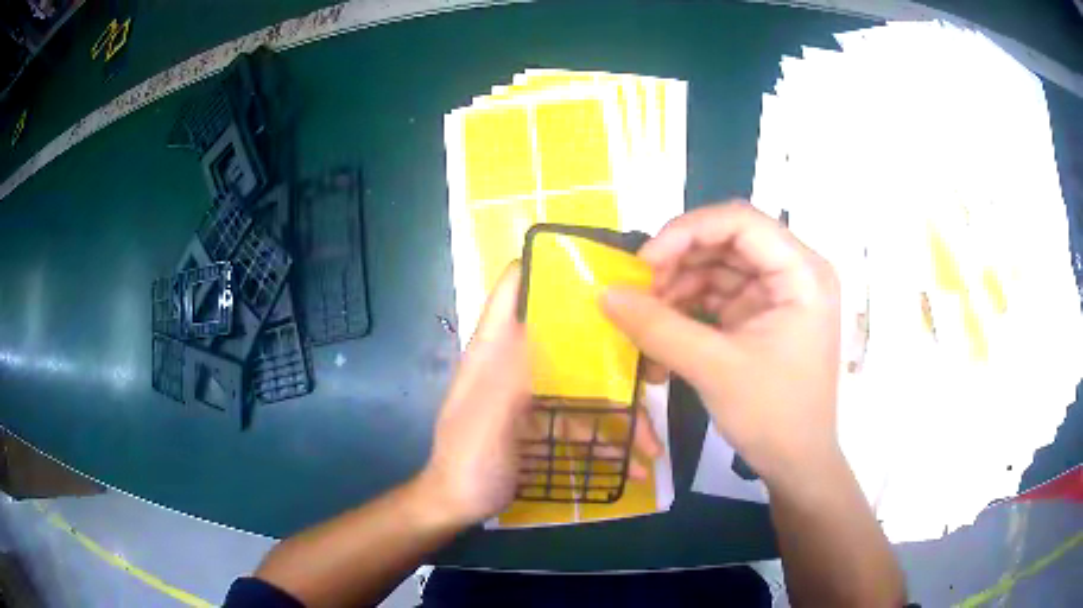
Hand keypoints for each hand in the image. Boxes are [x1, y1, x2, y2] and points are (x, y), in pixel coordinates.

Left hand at [422, 261, 663, 525]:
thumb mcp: (489, 417)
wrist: (458, 505)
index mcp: (494, 348)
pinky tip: (632, 465)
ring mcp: (532, 393)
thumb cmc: (468, 459)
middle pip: (567, 336)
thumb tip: (550, 320)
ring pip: (584, 385)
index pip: (513, 288)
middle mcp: (515, 361)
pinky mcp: (544, 422)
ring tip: (651, 447)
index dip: (546, 266)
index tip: (597, 268)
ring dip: (620, 414)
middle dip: (610, 350)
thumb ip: (515, 371)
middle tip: (653, 368)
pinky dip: (607, 440)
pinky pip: (582, 421)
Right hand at [602, 202, 842, 489]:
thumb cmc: (773, 416)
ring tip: (647, 315)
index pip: (741, 221)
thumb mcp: (714, 369)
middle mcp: (795, 272)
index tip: (645, 263)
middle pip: (728, 240)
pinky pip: (720, 292)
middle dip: (680, 261)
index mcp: (802, 273)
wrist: (797, 463)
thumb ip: (658, 328)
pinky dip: (690, 304)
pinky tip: (665, 325)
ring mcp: (779, 293)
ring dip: (680, 284)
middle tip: (640, 290)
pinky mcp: (764, 314)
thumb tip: (605, 293)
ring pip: (720, 265)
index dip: (688, 231)